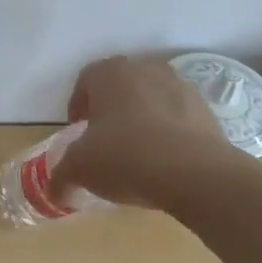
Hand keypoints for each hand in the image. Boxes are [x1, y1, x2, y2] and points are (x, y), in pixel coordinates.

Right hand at [51, 56, 228, 207]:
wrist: (195, 173)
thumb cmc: (125, 157)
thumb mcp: (80, 169)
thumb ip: (61, 176)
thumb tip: (55, 192)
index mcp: (109, 73)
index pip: (85, 81)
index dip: (78, 106)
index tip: (77, 131)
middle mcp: (144, 70)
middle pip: (120, 87)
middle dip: (110, 110)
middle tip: (105, 141)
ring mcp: (179, 87)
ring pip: (150, 100)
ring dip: (142, 120)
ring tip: (137, 153)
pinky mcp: (205, 110)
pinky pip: (177, 118)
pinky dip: (168, 133)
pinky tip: (165, 161)